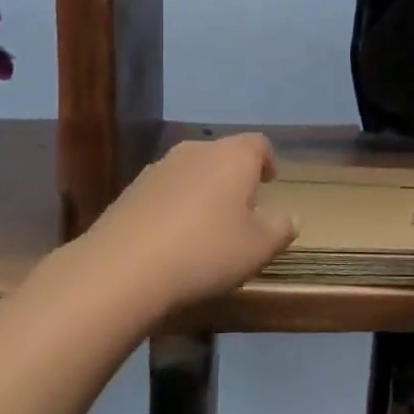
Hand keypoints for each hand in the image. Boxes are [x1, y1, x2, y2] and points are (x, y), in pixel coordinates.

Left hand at [74, 134, 297, 313]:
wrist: (122, 269)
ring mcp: (158, 168)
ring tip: (206, 226)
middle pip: (222, 154)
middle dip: (234, 177)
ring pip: (191, 171)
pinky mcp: (129, 191)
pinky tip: (172, 239)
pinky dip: (174, 206)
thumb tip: (291, 217)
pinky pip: (164, 191)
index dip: (267, 161)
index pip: (258, 144)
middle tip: (241, 208)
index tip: (269, 182)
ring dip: (202, 191)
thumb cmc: (206, 251)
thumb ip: (280, 229)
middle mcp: (196, 151)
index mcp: (233, 156)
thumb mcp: (258, 248)